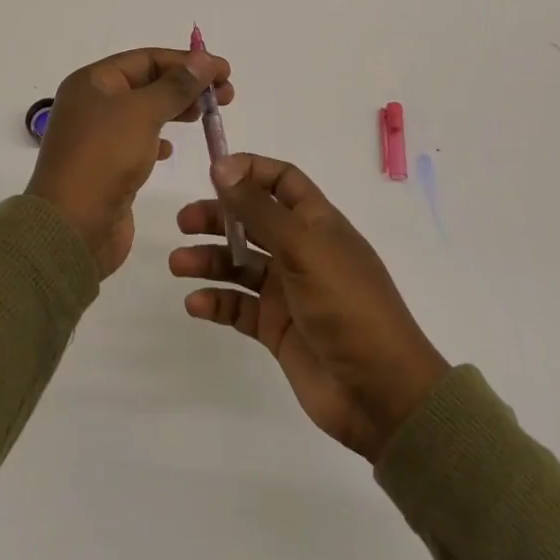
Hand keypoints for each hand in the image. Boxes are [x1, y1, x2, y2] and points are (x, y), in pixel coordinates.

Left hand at [27, 47, 231, 279]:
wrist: (72, 228)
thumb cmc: (104, 158)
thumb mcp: (143, 112)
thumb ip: (176, 85)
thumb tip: (204, 59)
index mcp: (92, 82)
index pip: (146, 59)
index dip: (186, 61)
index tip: (224, 70)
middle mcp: (92, 103)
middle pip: (147, 83)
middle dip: (187, 85)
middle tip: (226, 95)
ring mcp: (98, 136)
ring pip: (145, 112)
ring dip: (176, 109)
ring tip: (208, 115)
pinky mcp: (106, 166)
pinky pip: (138, 141)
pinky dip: (159, 139)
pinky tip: (172, 148)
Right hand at [170, 154, 448, 462]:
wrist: (380, 393)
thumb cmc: (347, 305)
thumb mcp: (303, 248)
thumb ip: (259, 209)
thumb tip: (222, 167)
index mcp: (317, 223)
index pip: (281, 180)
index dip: (249, 170)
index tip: (213, 172)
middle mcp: (301, 250)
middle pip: (252, 220)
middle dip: (218, 216)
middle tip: (183, 222)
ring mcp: (288, 290)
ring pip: (239, 263)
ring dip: (209, 259)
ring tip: (179, 265)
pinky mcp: (277, 328)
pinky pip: (239, 306)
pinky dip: (216, 302)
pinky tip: (195, 303)